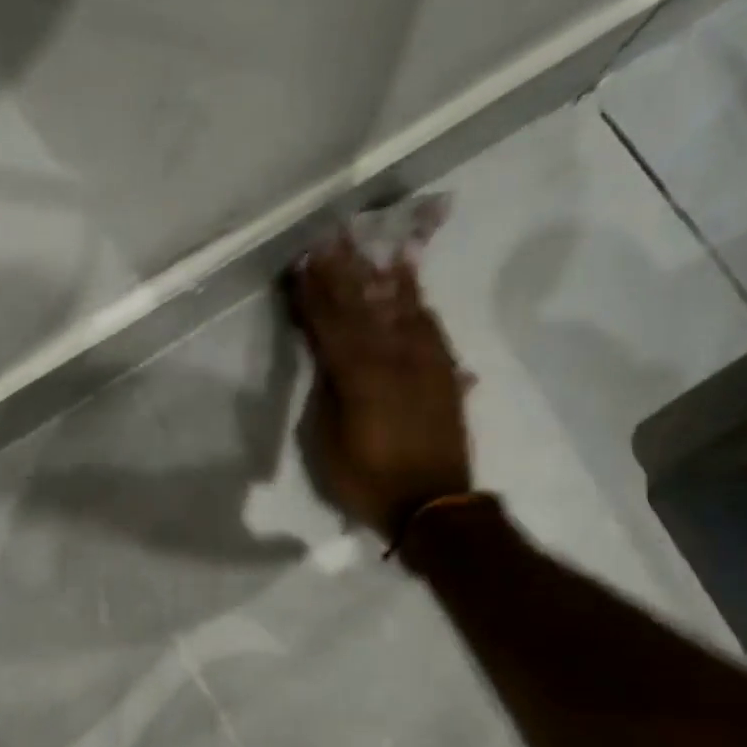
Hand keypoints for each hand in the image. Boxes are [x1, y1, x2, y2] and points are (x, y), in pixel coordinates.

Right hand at [288, 233, 473, 539]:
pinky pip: (429, 326)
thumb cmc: (366, 480)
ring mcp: (424, 362)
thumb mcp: (326, 441)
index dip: (314, 294)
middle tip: (332, 241)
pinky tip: (407, 288)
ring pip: (400, 308)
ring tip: (372, 249)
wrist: (432, 505)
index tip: (302, 265)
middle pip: (365, 306)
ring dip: (382, 277)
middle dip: (345, 273)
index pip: (330, 324)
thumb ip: (326, 391)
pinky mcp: (444, 372)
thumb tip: (326, 357)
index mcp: (359, 376)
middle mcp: (394, 358)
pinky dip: (415, 303)